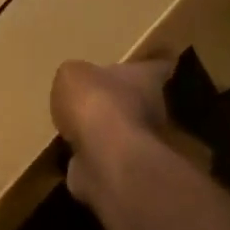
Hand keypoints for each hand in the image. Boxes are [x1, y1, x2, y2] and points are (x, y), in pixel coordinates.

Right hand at [50, 58, 174, 203]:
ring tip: (80, 126)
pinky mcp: (124, 168)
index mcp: (145, 78)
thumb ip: (76, 76)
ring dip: (107, 131)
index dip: (152, 63)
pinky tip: (73, 152)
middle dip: (124, 99)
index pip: (157, 66)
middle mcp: (151, 108)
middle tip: (99, 96)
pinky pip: (106, 157)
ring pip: (124, 131)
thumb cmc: (95, 103)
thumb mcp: (73, 74)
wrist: (105, 157)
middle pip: (142, 99)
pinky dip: (93, 156)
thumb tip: (76, 83)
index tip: (153, 61)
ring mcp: (140, 142)